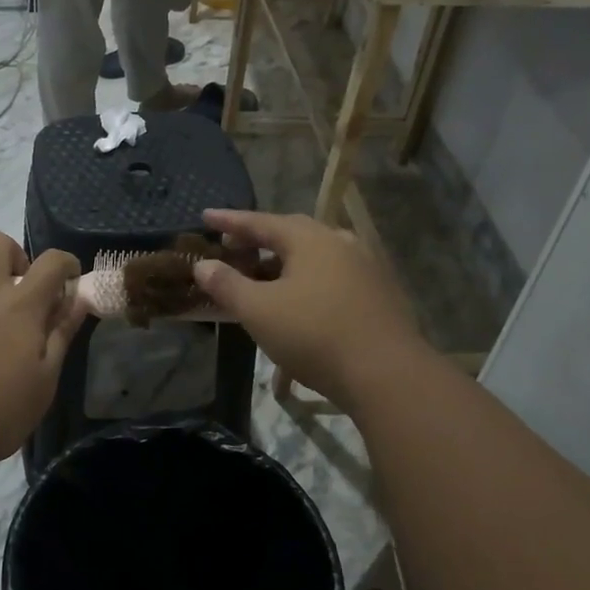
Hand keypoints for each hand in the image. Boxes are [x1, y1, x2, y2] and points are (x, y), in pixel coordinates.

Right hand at [193, 209, 422, 404]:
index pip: (261, 222)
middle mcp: (341, 243)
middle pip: (293, 233)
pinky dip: (308, 280)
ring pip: (316, 255)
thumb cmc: (314, 335)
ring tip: (264, 274)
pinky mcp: (380, 294)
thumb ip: (228, 285)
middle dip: (260, 238)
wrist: (386, 373)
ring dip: (285, 261)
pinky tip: (301, 300)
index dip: (230, 221)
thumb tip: (203, 265)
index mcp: (311, 239)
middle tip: (233, 246)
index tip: (205, 216)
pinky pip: (333, 276)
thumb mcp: (259, 311)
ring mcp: (366, 267)